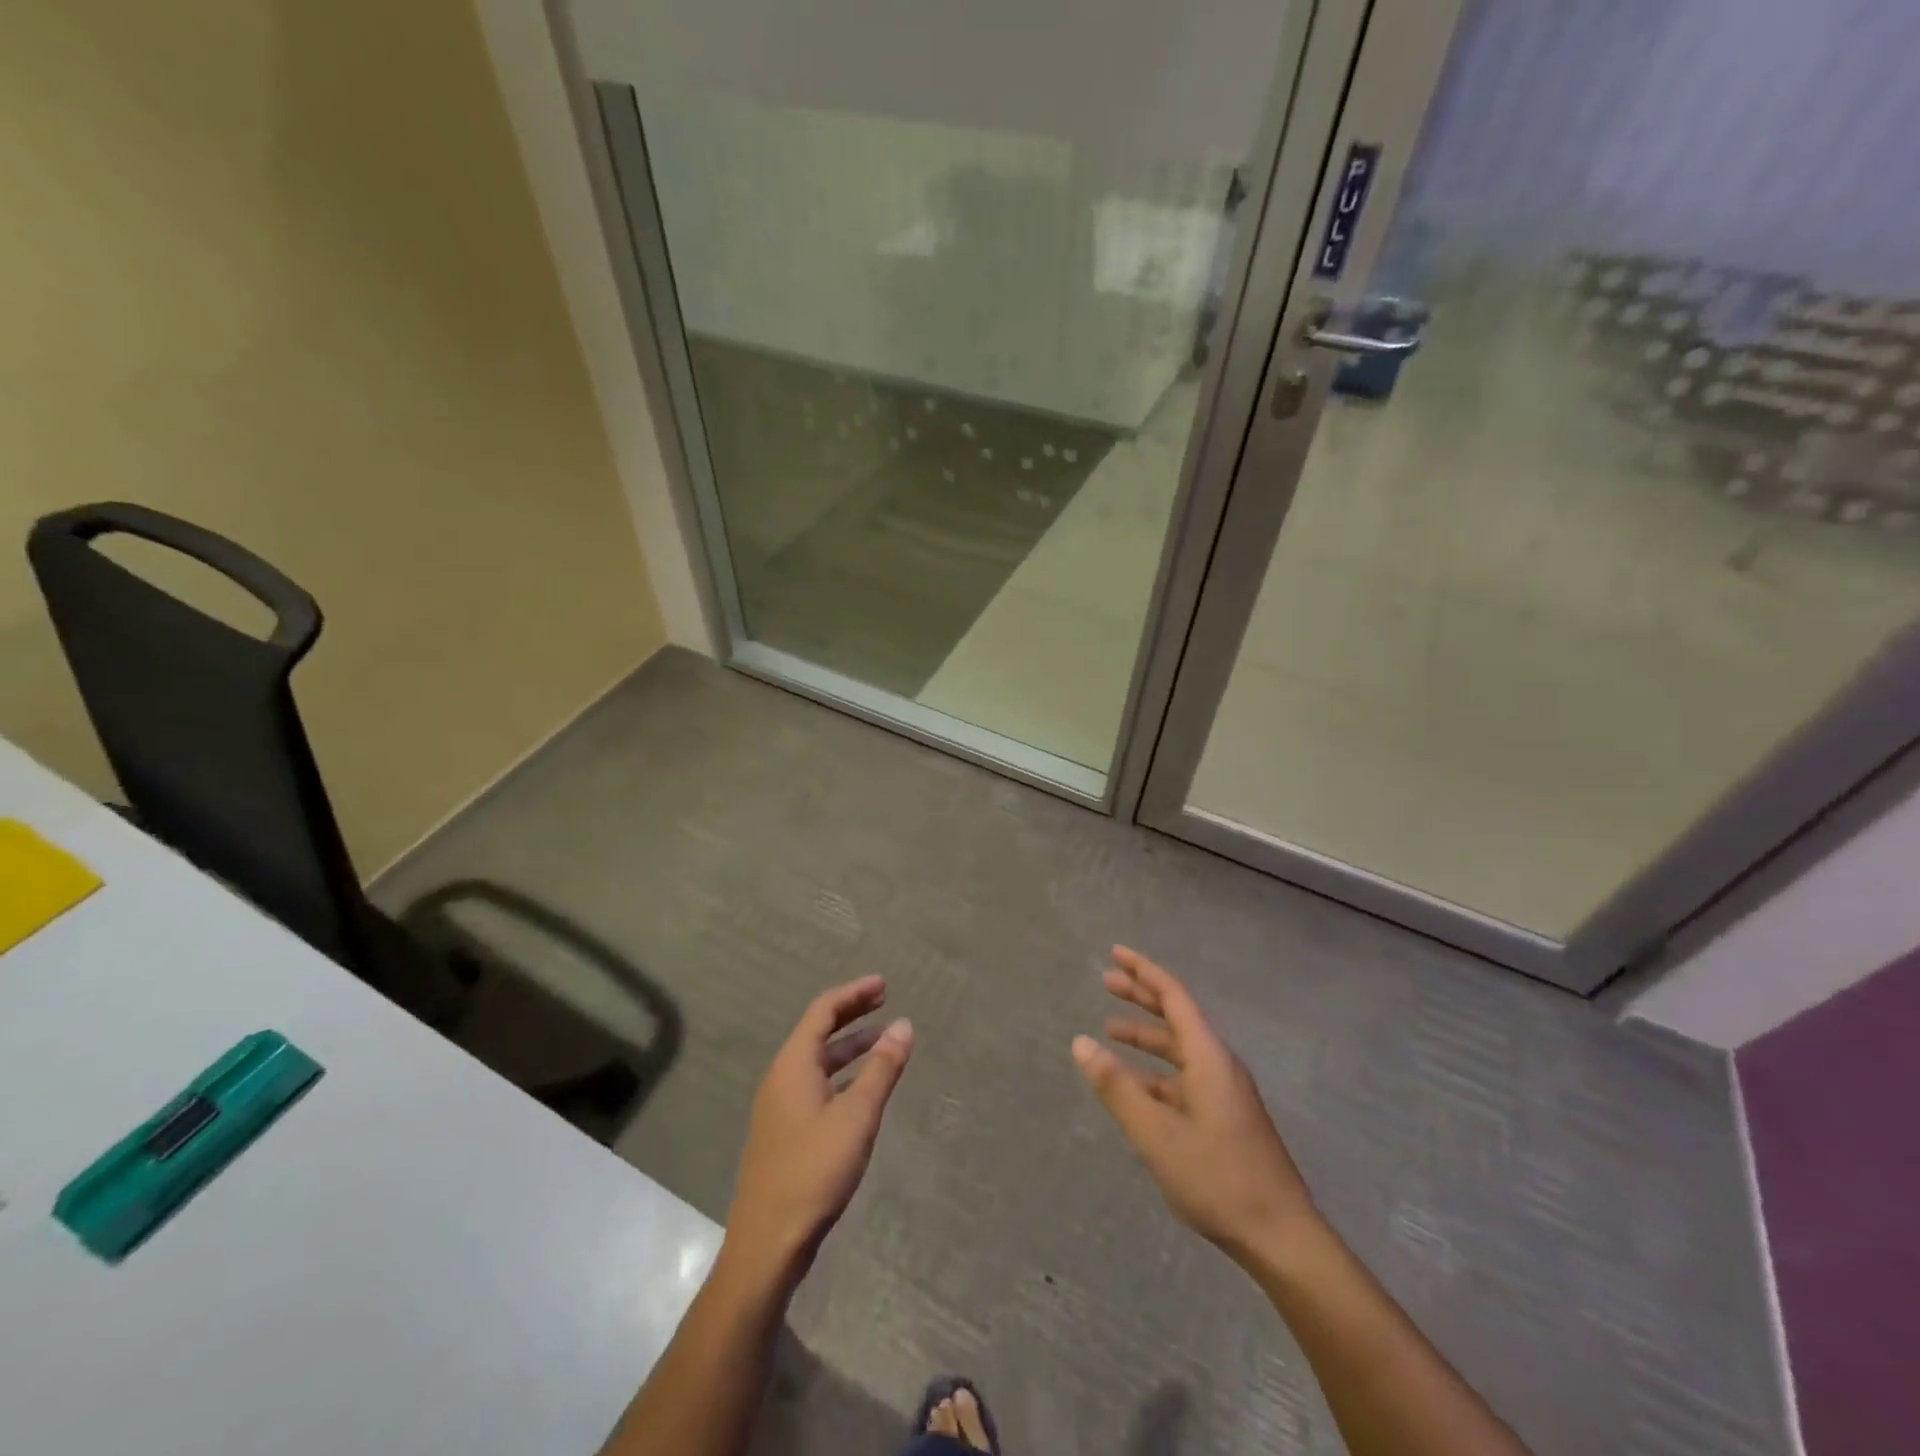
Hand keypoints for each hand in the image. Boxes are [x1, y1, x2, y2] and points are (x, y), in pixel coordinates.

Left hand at [726, 976, 913, 1274]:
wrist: (768, 1243)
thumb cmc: (814, 1171)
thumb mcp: (857, 1116)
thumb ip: (882, 1068)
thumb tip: (904, 1025)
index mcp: (793, 1065)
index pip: (823, 1011)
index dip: (854, 993)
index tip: (884, 985)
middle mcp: (782, 1077)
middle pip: (818, 1031)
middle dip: (852, 1013)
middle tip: (885, 1001)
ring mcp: (780, 1106)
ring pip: (818, 1061)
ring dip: (850, 1046)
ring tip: (884, 1042)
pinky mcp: (785, 1132)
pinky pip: (817, 1084)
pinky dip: (842, 1074)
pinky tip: (863, 1088)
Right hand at [1073, 947, 1320, 1264]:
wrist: (1281, 1237)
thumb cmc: (1217, 1178)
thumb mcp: (1155, 1133)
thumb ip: (1116, 1087)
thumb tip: (1080, 1043)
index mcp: (1208, 1057)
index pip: (1173, 996)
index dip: (1143, 971)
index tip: (1115, 953)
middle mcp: (1219, 1065)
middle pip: (1177, 1016)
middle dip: (1141, 996)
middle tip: (1106, 981)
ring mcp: (1225, 1092)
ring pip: (1180, 1049)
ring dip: (1146, 1036)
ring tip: (1110, 1032)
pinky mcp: (1226, 1117)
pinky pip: (1184, 1077)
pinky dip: (1156, 1072)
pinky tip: (1134, 1087)